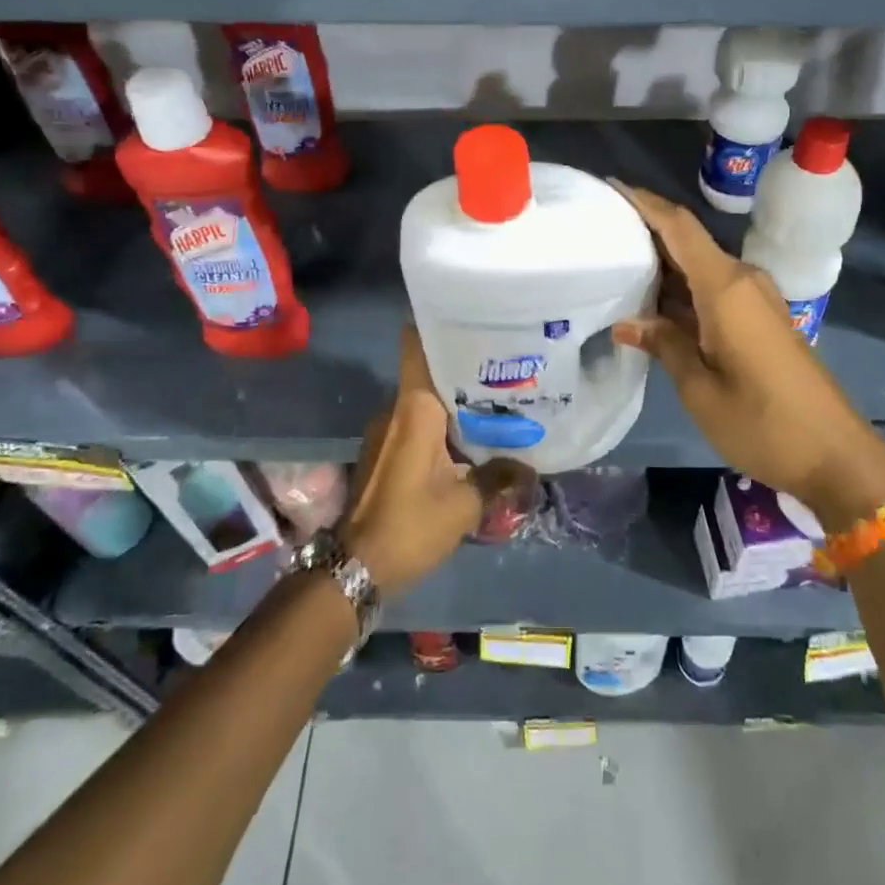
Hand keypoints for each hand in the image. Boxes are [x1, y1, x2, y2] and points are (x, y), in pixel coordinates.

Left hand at [339, 325, 529, 593]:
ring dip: (455, 401)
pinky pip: (417, 424)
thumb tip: (530, 469)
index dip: (440, 325)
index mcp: (415, 408)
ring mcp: (387, 431)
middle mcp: (397, 409)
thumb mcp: (464, 505)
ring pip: (425, 401)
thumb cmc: (410, 525)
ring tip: (497, 400)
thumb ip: (499, 479)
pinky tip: (471, 437)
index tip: (473, 317)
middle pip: (430, 372)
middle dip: (464, 368)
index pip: (418, 347)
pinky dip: (442, 424)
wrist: (355, 567)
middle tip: (505, 365)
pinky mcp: (385, 452)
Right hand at [610, 184, 884, 530]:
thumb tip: (627, 322)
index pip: (680, 228)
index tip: (611, 186)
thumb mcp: (699, 389)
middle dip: (646, 233)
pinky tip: (654, 306)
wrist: (836, 456)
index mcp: (725, 288)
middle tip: (600, 234)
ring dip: (663, 266)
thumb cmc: (763, 423)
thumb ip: (664, 345)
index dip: (645, 203)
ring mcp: (756, 300)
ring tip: (616, 267)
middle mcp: (743, 282)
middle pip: (688, 243)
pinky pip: (714, 290)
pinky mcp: (761, 321)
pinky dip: (682, 291)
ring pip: (700, 268)